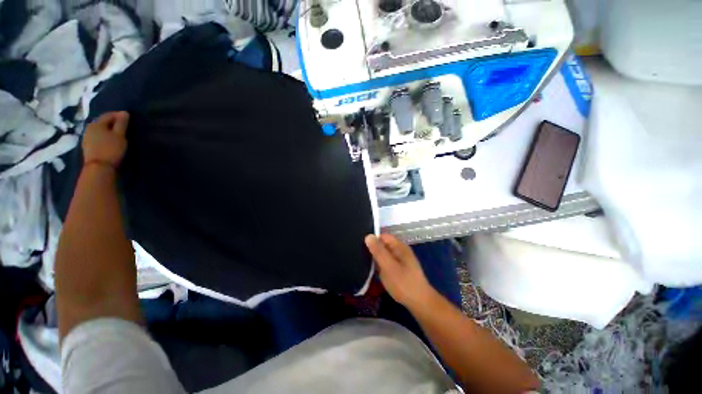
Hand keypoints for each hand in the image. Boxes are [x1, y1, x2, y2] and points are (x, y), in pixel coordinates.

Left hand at [83, 111, 129, 167]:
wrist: (98, 167)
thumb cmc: (111, 149)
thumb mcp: (119, 135)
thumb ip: (122, 124)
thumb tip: (124, 113)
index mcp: (97, 123)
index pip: (108, 115)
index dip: (118, 115)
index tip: (128, 117)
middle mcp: (89, 128)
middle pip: (102, 122)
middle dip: (112, 122)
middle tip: (123, 126)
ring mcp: (87, 138)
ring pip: (99, 130)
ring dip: (108, 130)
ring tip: (117, 134)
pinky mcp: (88, 146)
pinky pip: (97, 137)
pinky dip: (104, 137)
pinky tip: (109, 141)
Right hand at [365, 234, 437, 309]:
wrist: (420, 303)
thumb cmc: (403, 283)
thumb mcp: (388, 266)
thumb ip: (378, 251)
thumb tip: (368, 236)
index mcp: (399, 247)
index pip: (383, 236)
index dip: (372, 239)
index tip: (361, 246)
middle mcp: (400, 251)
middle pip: (384, 244)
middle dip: (373, 249)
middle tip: (360, 255)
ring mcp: (400, 260)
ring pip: (384, 254)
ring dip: (376, 258)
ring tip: (363, 262)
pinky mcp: (399, 269)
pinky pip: (387, 263)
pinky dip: (380, 265)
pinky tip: (374, 271)